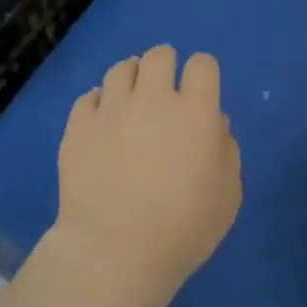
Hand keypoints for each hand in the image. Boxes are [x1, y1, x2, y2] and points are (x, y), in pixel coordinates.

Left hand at [52, 44, 241, 300]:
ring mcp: (111, 108)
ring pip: (121, 68)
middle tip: (164, 92)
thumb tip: (215, 124)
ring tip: (130, 101)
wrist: (115, 251)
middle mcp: (152, 98)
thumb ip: (226, 152)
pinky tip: (102, 123)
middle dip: (165, 66)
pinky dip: (99, 104)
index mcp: (195, 111)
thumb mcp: (227, 196)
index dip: (203, 73)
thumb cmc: (183, 229)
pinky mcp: (78, 124)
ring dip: (131, 79)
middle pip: (159, 55)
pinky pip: (89, 97)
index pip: (202, 65)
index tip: (200, 91)